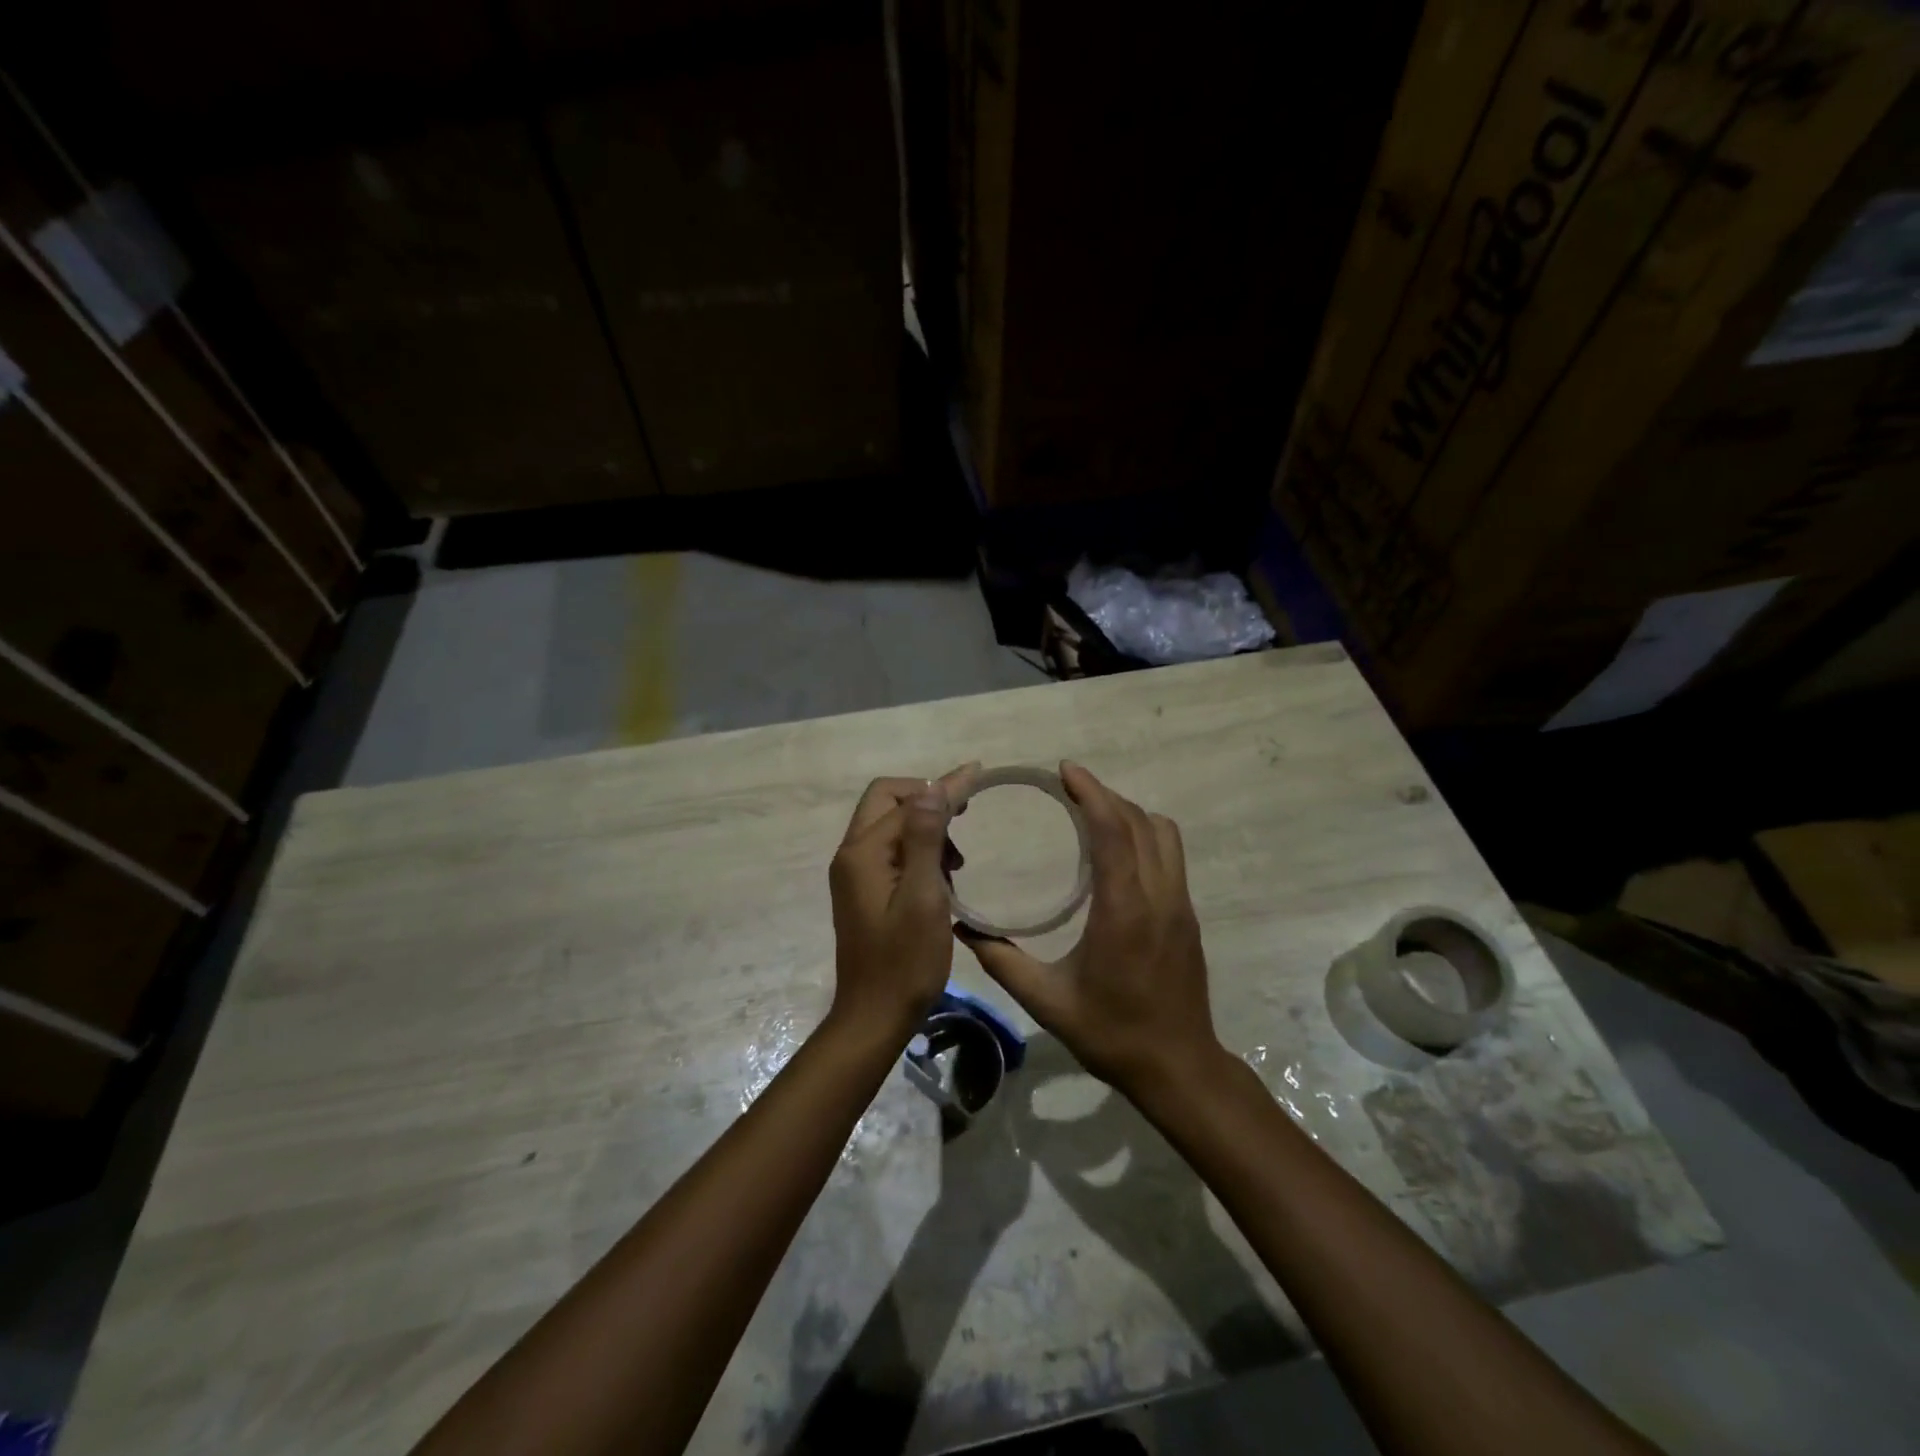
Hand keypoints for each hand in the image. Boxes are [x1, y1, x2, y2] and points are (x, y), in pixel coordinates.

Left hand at [827, 764, 978, 1042]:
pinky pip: (891, 852)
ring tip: (957, 861)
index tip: (978, 774)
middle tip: (965, 814)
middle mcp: (852, 855)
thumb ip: (926, 841)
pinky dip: (918, 851)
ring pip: (891, 827)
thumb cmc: (905, 962)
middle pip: (887, 802)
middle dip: (928, 801)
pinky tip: (943, 877)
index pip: (905, 800)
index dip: (942, 787)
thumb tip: (932, 788)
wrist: (874, 1016)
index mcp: (863, 853)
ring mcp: (855, 874)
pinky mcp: (864, 890)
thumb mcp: (923, 898)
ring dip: (926, 829)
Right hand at [956, 762, 1221, 1096]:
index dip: (1091, 793)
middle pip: (1140, 822)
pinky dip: (1143, 834)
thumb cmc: (1111, 1033)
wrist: (1178, 1067)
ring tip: (1092, 812)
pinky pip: (1170, 854)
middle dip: (1105, 795)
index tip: (1065, 770)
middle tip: (1068, 786)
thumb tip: (962, 929)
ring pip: (1163, 834)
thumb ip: (1002, 961)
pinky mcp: (1188, 915)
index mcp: (1124, 911)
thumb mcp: (1047, 1001)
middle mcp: (1159, 897)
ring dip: (1129, 812)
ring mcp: (1180, 904)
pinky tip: (1116, 850)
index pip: (1113, 832)